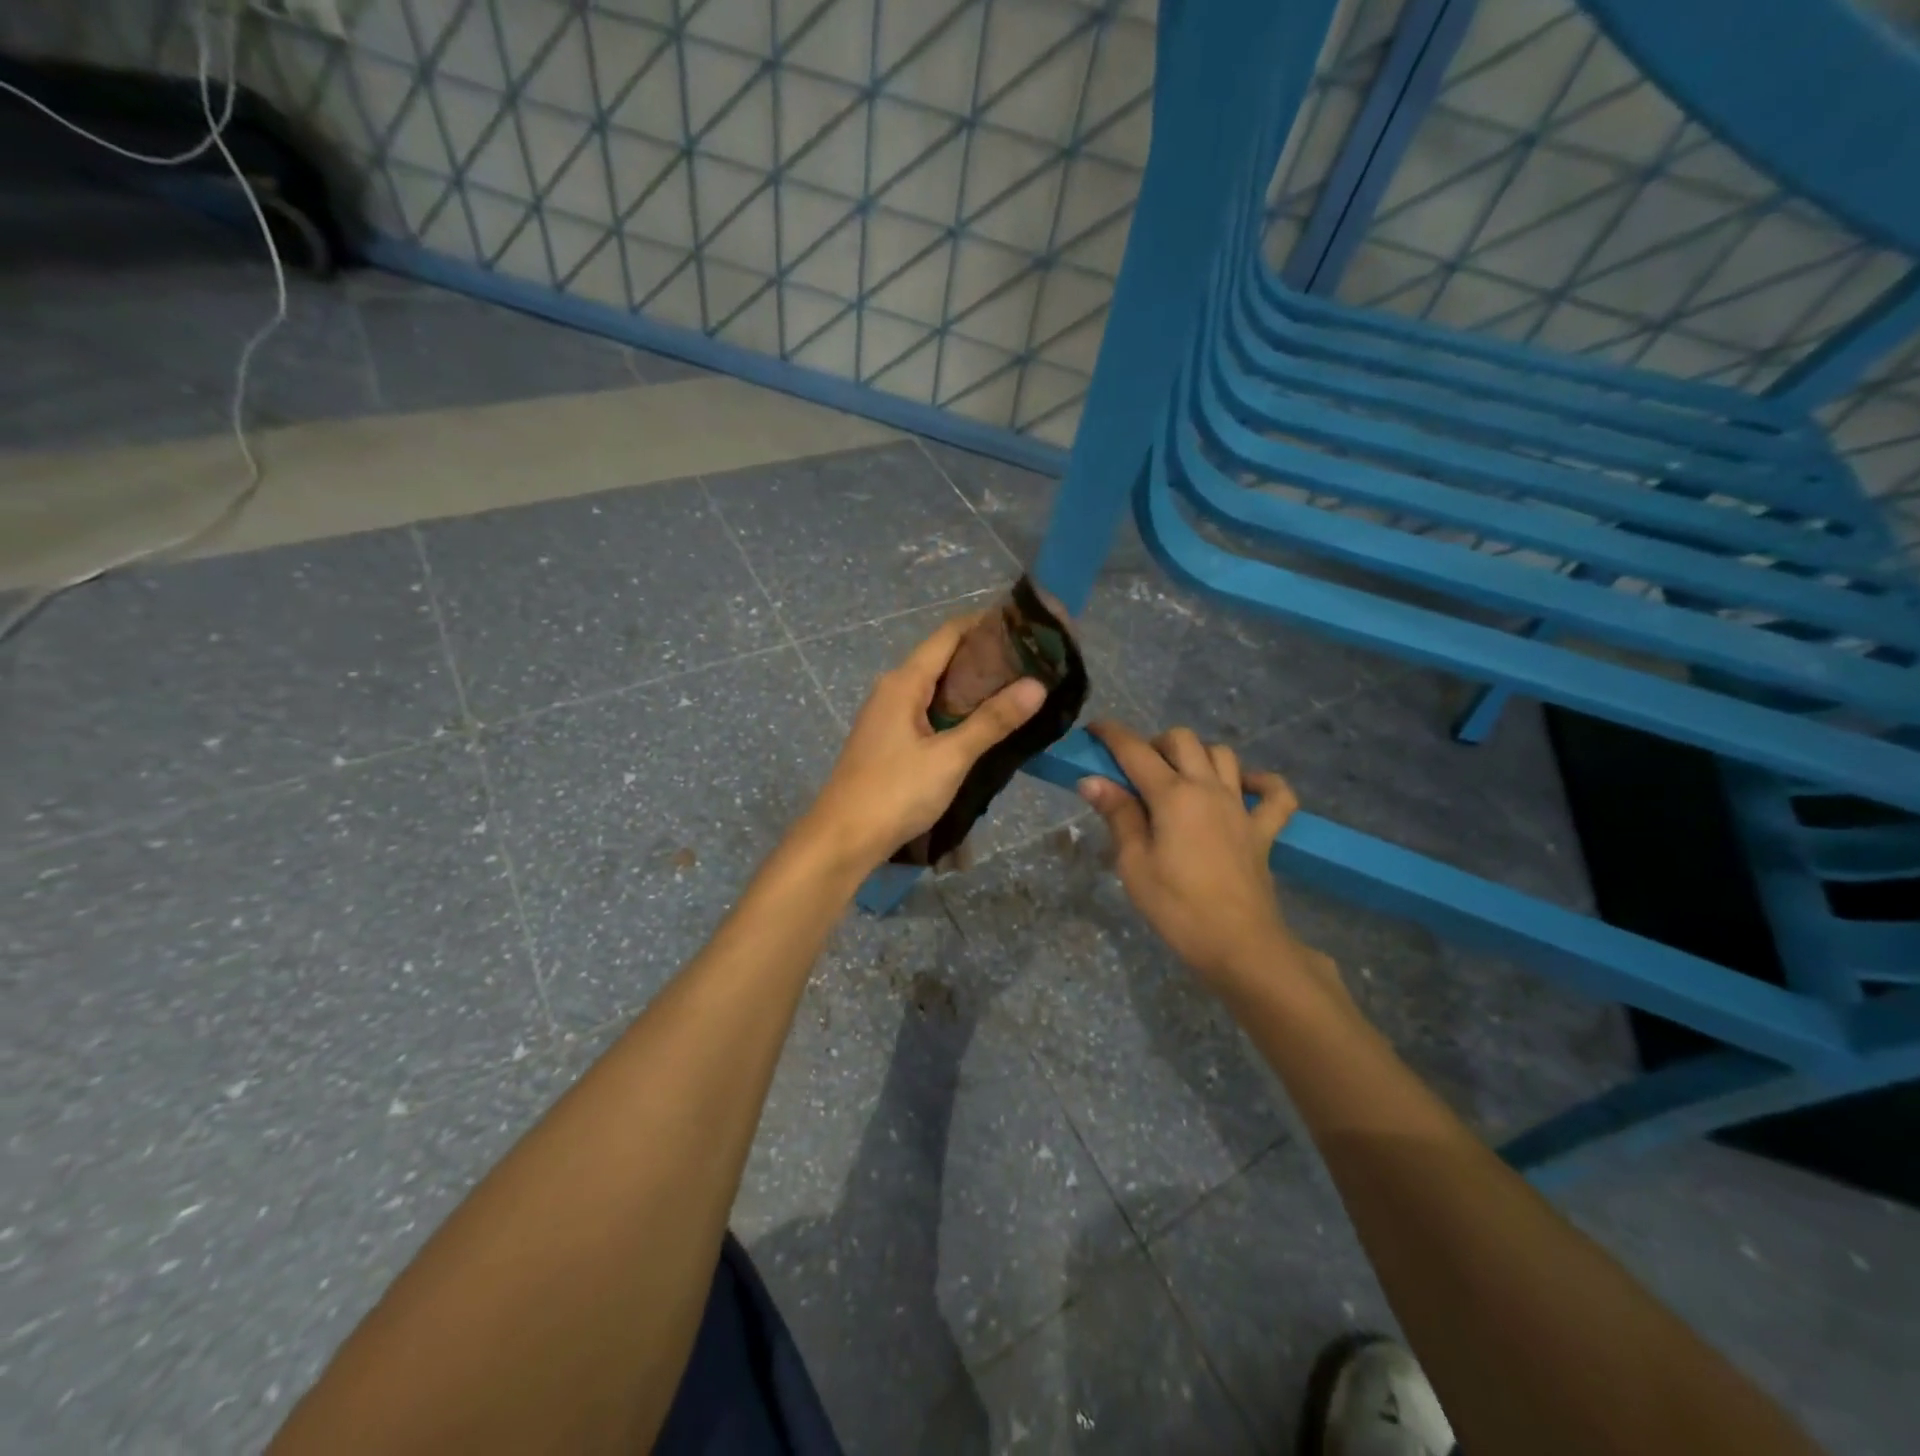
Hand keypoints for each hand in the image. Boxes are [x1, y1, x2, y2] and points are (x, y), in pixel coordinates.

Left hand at [804, 613, 1045, 871]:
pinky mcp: (889, 741)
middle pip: (943, 659)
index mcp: (904, 682)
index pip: (948, 635)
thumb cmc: (895, 793)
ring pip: (936, 689)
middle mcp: (893, 690)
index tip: (1025, 626)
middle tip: (1033, 663)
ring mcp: (888, 716)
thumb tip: (1036, 685)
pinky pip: (928, 712)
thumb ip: (992, 721)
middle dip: (985, 658)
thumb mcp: (950, 758)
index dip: (984, 624)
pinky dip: (956, 711)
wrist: (842, 839)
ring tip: (1017, 690)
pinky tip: (982, 725)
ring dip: (972, 688)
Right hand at [1078, 720, 1336, 997]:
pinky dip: (1262, 783)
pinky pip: (1275, 794)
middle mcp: (1208, 788)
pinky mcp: (1264, 830)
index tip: (1094, 729)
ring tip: (1179, 778)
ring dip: (1198, 755)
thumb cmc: (1177, 907)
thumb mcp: (1134, 864)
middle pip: (1183, 740)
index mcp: (1173, 795)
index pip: (1136, 751)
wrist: (1240, 945)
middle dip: (1155, 743)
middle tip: (1136, 771)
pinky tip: (1243, 789)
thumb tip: (1092, 780)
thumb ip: (1118, 815)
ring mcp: (1241, 807)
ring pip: (1223, 755)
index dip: (1112, 734)